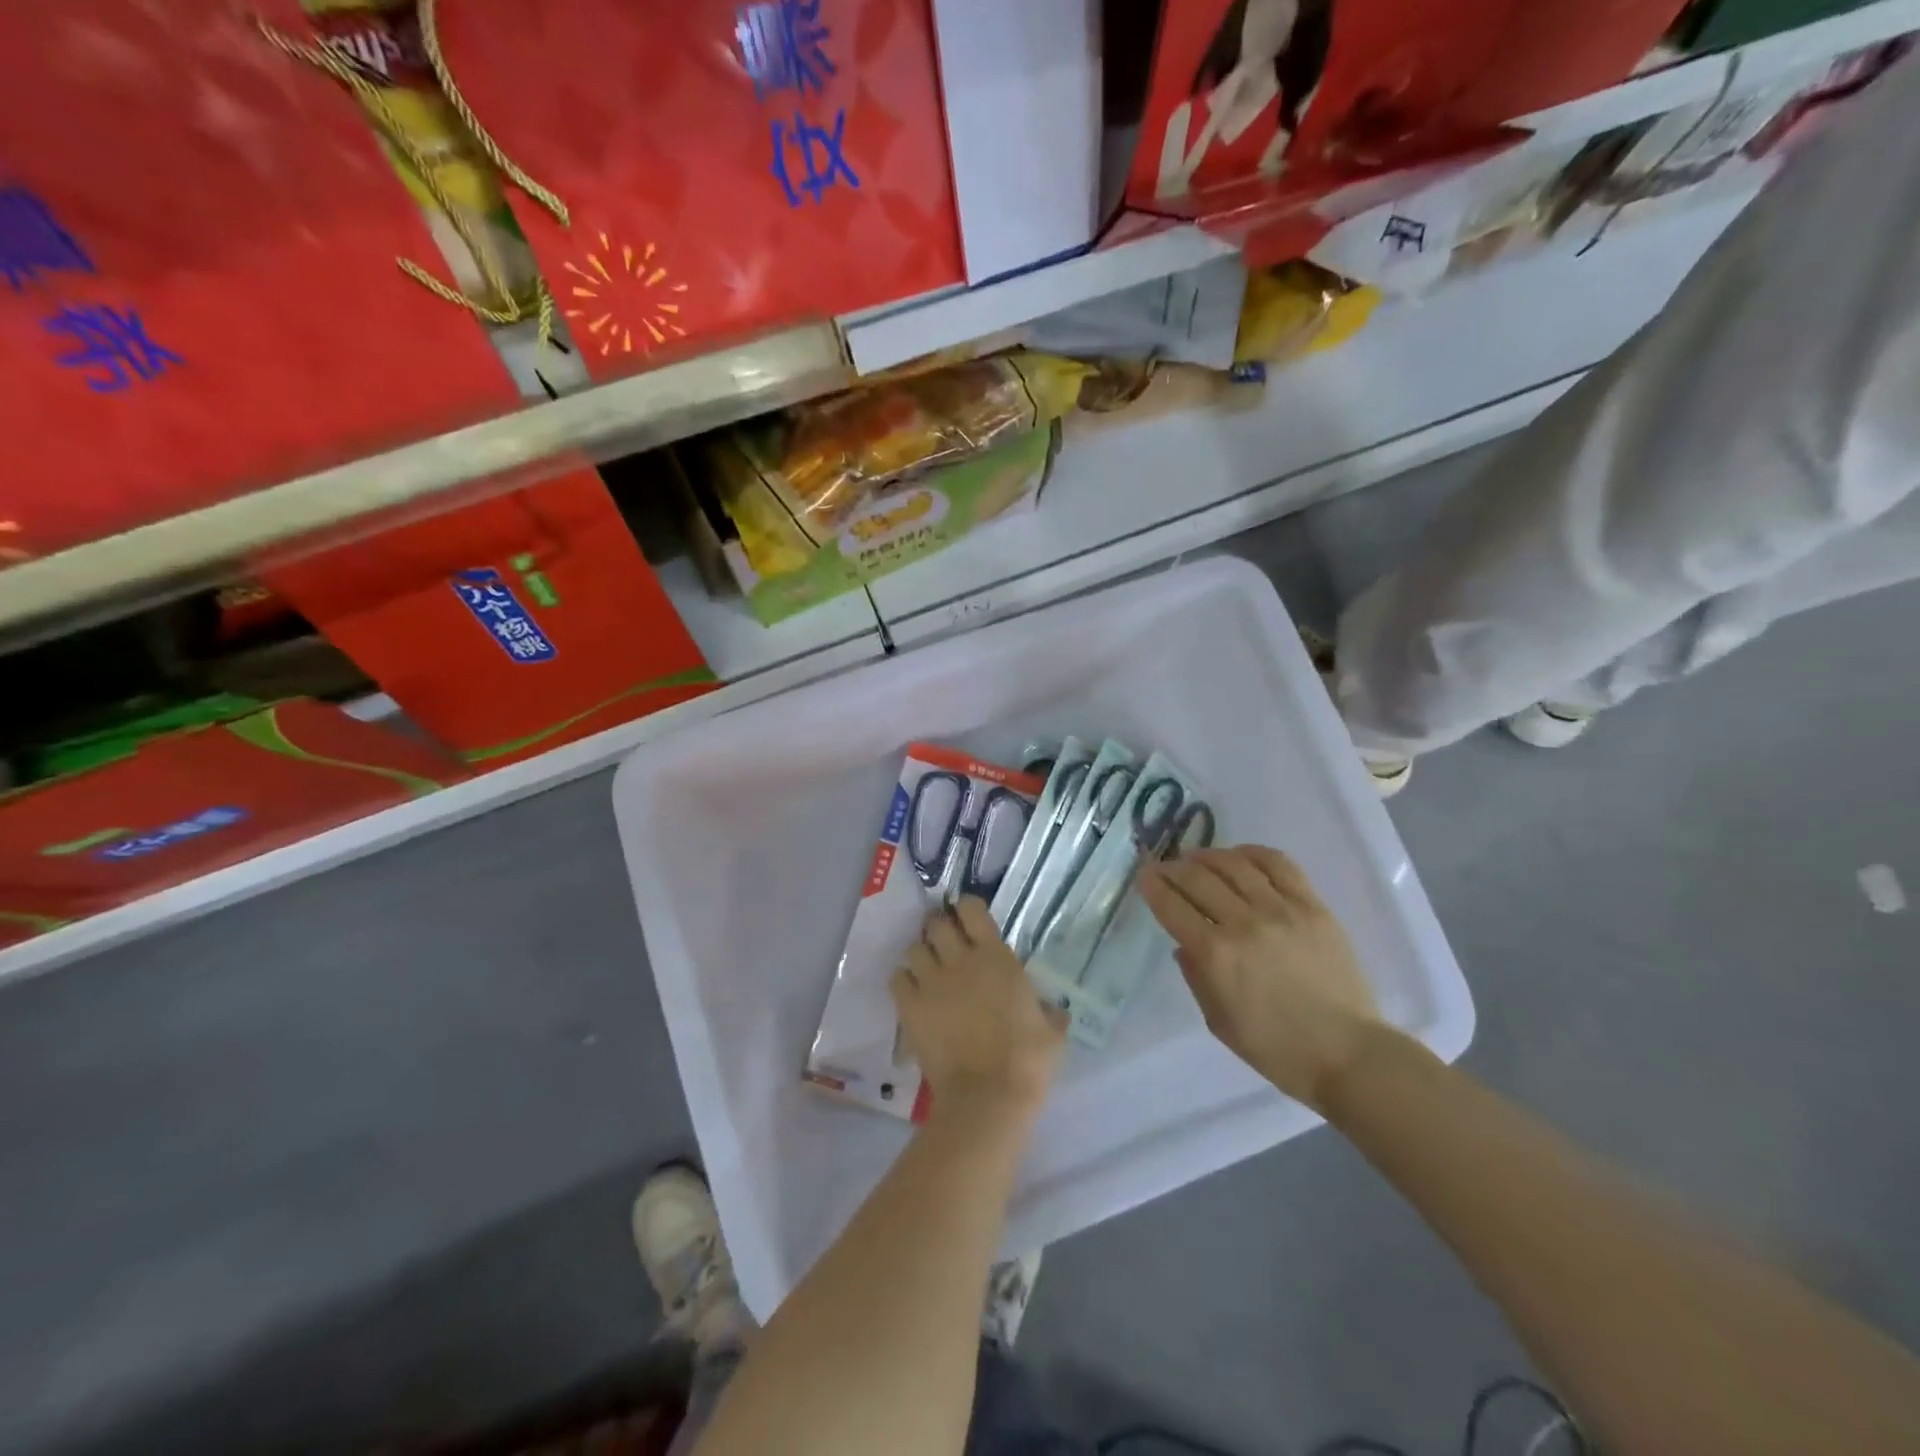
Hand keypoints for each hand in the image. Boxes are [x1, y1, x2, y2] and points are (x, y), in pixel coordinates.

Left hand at [890, 898, 1067, 1121]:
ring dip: (920, 955)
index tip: (968, 919)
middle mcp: (959, 960)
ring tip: (927, 970)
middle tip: (945, 944)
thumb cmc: (1027, 1061)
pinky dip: (903, 981)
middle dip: (939, 928)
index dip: (966, 909)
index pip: (971, 909)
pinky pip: (897, 979)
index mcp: (995, 957)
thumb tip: (1054, 1010)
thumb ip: (1050, 1012)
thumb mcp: (1052, 1032)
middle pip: (936, 923)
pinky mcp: (910, 1008)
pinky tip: (912, 993)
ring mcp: (931, 982)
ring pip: (913, 948)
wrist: (988, 1096)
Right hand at [1137, 845, 1381, 1111]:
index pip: (1172, 906)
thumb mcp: (1219, 1022)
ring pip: (1234, 864)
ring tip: (1197, 857)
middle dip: (1172, 868)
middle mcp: (1243, 923)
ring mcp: (1281, 910)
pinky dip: (1252, 853)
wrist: (1348, 1053)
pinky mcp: (1312, 906)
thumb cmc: (1277, 1049)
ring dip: (1207, 855)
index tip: (1144, 876)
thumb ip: (1196, 977)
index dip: (1153, 886)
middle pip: (1198, 878)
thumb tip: (1185, 944)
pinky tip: (1240, 856)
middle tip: (1164, 867)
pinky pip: (1278, 865)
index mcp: (1216, 955)